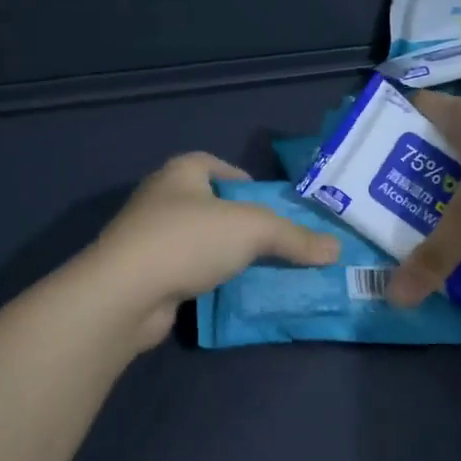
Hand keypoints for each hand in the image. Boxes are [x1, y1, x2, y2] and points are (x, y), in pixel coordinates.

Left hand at [90, 152, 340, 349]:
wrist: (124, 294)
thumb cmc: (188, 240)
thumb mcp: (252, 230)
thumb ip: (295, 237)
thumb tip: (336, 249)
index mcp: (181, 173)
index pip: (217, 165)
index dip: (245, 180)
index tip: (271, 205)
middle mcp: (162, 199)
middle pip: (212, 206)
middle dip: (243, 223)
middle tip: (278, 242)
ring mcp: (150, 239)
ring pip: (201, 242)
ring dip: (227, 255)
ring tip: (263, 270)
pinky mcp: (147, 275)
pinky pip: (189, 272)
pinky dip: (210, 280)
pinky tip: (233, 295)